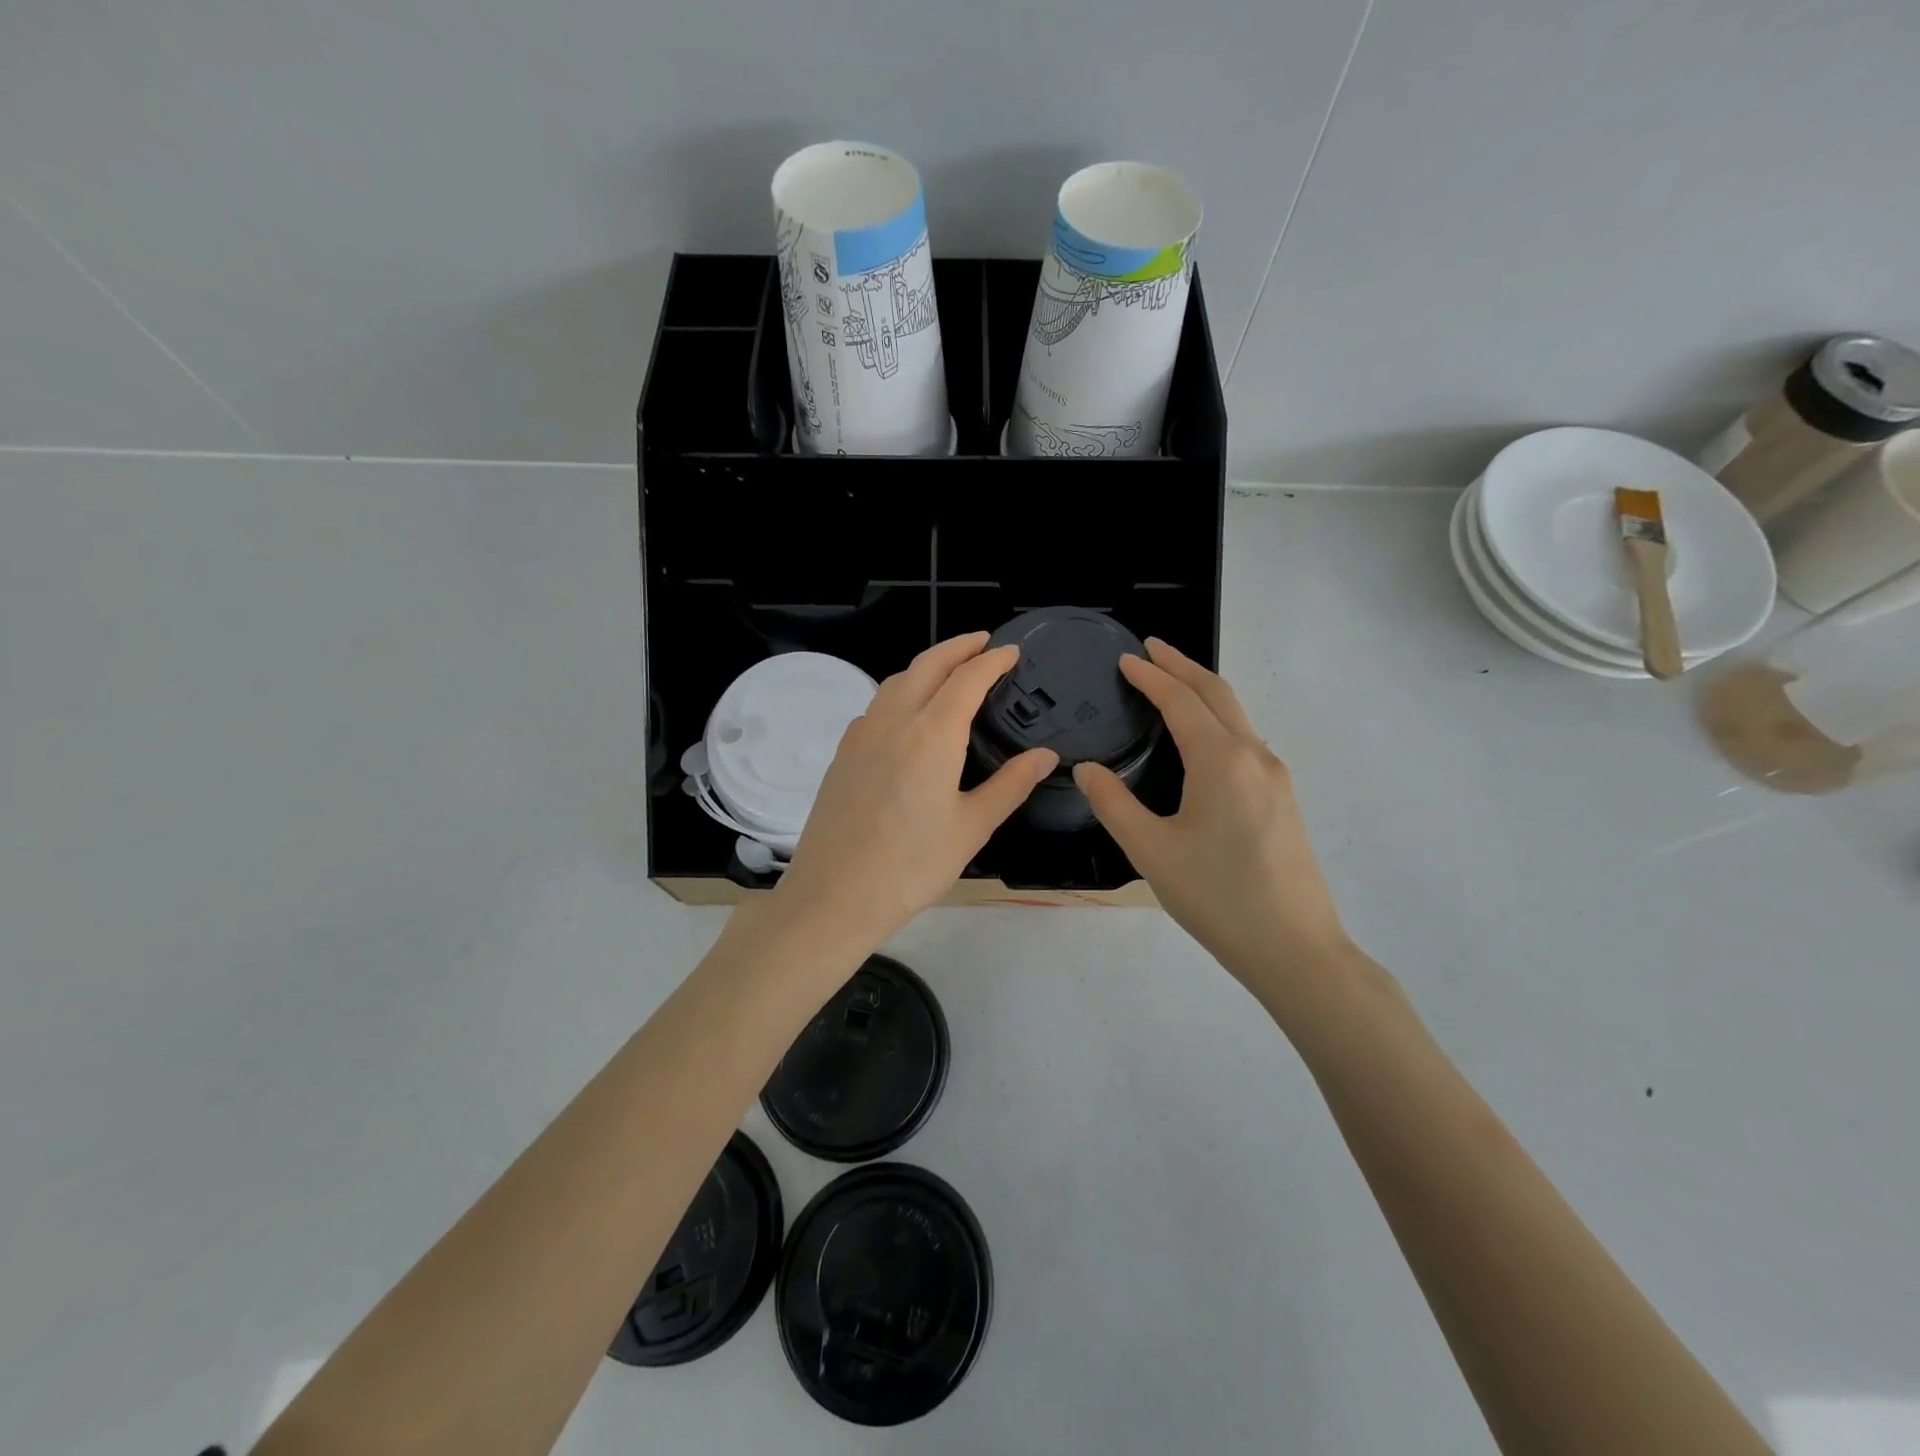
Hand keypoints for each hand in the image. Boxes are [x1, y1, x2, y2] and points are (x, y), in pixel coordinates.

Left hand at [766, 632, 1057, 959]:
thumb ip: (1011, 784)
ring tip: (951, 673)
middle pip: (927, 664)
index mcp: (932, 733)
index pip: (968, 678)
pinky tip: (910, 716)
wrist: (834, 895)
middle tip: (983, 643)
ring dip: (927, 666)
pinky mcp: (843, 753)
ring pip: (897, 681)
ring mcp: (861, 734)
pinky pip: (877, 706)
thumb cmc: (912, 866)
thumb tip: (1046, 755)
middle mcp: (894, 720)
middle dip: (958, 647)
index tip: (1013, 651)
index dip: (993, 660)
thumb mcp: (973, 827)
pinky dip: (901, 692)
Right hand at [1074, 639, 1352, 991]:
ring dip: (1203, 691)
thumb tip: (1088, 768)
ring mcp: (1275, 777)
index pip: (1180, 700)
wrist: (1295, 948)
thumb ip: (1114, 803)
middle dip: (1182, 665)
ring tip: (1171, 685)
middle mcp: (1253, 756)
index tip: (1125, 658)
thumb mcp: (1152, 851)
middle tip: (1150, 649)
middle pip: (1217, 693)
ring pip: (1236, 715)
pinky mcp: (1283, 799)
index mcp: (1221, 760)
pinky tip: (1201, 739)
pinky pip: (1245, 740)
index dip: (1150, 676)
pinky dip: (1218, 719)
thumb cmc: (1217, 897)